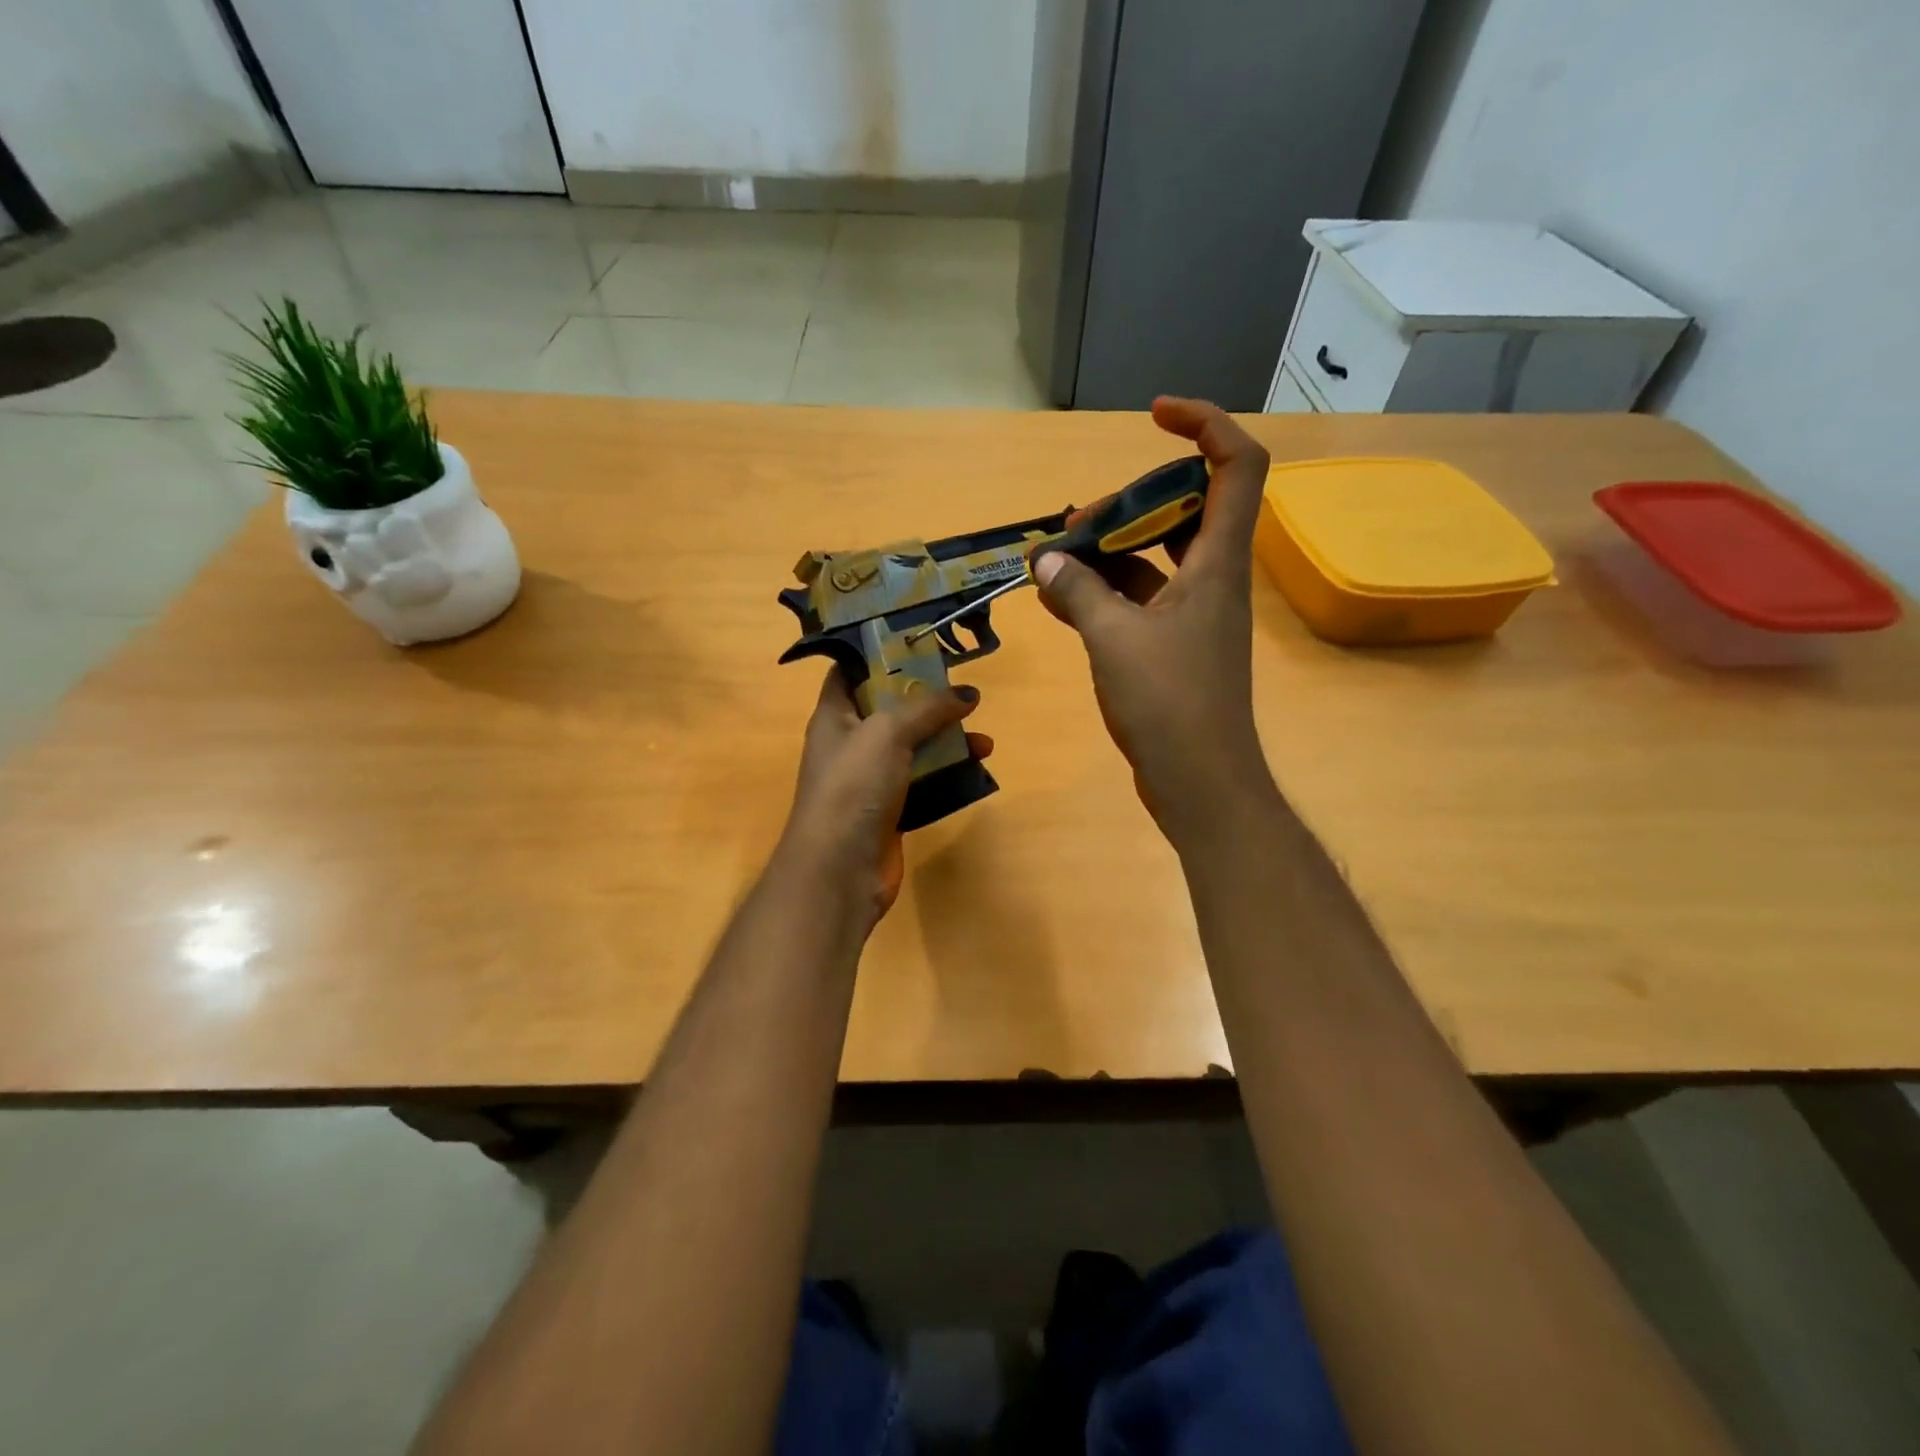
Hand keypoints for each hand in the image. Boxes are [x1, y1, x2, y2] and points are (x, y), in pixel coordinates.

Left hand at [776, 669, 990, 932]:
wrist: (840, 869)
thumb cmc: (854, 786)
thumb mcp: (888, 732)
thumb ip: (928, 707)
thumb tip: (968, 693)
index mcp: (834, 715)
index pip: (850, 672)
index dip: (879, 655)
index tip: (919, 644)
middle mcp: (851, 743)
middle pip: (890, 709)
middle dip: (927, 700)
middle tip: (963, 690)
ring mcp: (871, 779)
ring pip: (913, 747)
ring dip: (947, 739)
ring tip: (982, 736)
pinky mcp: (892, 809)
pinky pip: (924, 780)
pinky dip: (948, 773)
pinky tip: (976, 767)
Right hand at [1031, 396, 1272, 842]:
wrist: (1200, 782)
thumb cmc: (1170, 704)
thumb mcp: (1114, 640)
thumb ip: (1078, 592)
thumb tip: (1046, 560)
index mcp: (1217, 562)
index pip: (1237, 465)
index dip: (1205, 424)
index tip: (1154, 416)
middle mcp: (1212, 579)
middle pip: (1183, 508)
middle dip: (1129, 503)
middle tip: (1078, 522)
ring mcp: (1192, 615)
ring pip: (1153, 558)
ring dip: (1108, 551)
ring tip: (1053, 558)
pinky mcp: (1172, 647)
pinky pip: (1137, 601)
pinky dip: (1102, 593)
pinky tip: (1058, 597)